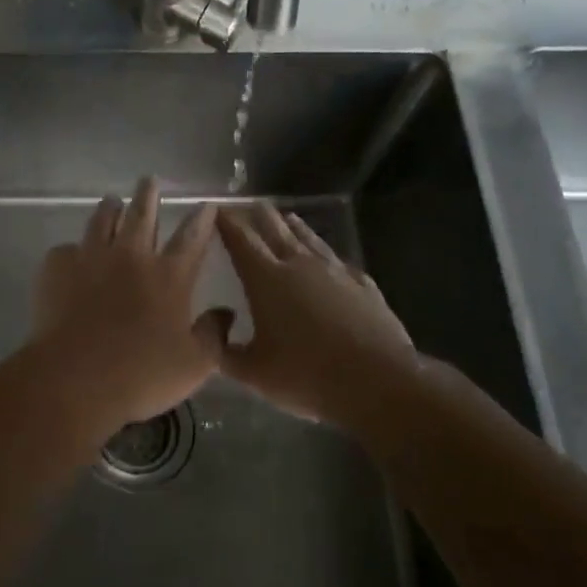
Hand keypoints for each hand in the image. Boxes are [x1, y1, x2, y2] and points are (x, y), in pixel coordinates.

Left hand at [30, 178, 230, 434]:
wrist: (75, 378)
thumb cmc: (141, 374)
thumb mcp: (194, 365)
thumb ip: (214, 336)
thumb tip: (226, 314)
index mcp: (169, 276)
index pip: (191, 237)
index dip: (201, 219)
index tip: (206, 203)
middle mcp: (131, 256)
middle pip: (142, 214)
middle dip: (149, 194)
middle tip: (149, 180)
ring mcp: (91, 257)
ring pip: (102, 220)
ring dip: (109, 208)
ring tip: (111, 200)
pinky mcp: (57, 268)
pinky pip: (65, 250)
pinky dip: (72, 251)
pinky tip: (71, 256)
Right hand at [217, 203, 415, 423]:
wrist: (378, 381)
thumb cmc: (307, 375)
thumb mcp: (253, 373)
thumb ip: (223, 351)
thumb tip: (208, 330)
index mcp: (267, 279)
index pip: (242, 240)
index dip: (227, 222)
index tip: (218, 210)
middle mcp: (300, 265)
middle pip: (276, 229)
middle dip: (260, 215)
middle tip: (250, 205)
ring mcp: (336, 272)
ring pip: (310, 239)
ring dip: (295, 226)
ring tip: (287, 217)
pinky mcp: (363, 286)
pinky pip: (339, 262)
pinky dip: (327, 255)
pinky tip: (331, 260)